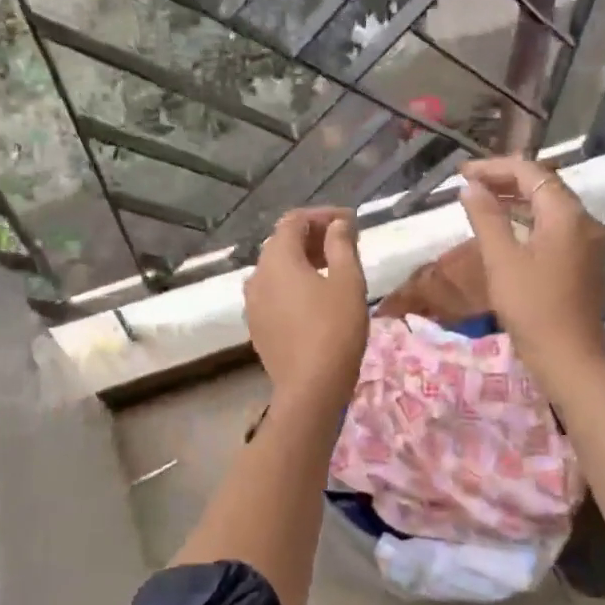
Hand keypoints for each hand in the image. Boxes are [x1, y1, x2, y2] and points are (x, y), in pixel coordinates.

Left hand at [244, 207, 368, 410]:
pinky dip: (294, 284)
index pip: (294, 221)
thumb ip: (342, 245)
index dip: (323, 215)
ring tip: (334, 269)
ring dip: (304, 261)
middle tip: (346, 243)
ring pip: (277, 269)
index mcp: (277, 258)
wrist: (310, 388)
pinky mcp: (257, 325)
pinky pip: (274, 292)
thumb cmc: (335, 329)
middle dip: (314, 237)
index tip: (351, 222)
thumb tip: (337, 224)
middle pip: (282, 243)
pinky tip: (316, 298)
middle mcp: (257, 275)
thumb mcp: (348, 282)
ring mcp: (253, 302)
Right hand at [458, 157, 604, 390]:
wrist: (569, 357)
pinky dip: (530, 220)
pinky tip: (508, 229)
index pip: (530, 172)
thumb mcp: (501, 259)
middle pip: (544, 186)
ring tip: (483, 202)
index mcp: (566, 214)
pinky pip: (556, 228)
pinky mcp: (585, 262)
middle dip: (506, 180)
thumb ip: (486, 217)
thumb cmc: (531, 306)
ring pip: (550, 207)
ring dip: (517, 200)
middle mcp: (584, 221)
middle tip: (470, 185)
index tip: (463, 173)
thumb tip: (470, 188)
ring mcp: (588, 242)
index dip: (494, 168)